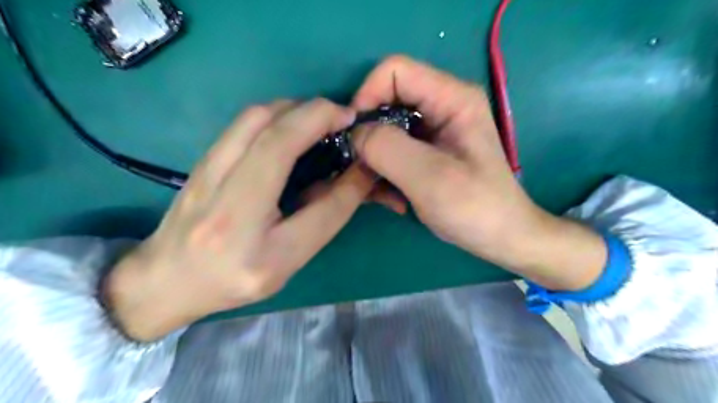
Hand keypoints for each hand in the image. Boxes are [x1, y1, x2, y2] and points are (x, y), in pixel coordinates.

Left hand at [106, 97, 375, 339]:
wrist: (166, 279)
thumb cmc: (233, 279)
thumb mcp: (288, 262)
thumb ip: (324, 219)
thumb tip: (356, 176)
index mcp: (259, 248)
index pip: (320, 205)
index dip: (351, 177)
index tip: (365, 149)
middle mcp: (227, 205)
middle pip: (276, 137)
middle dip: (318, 114)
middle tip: (344, 118)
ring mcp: (206, 174)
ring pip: (256, 117)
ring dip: (297, 108)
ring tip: (321, 119)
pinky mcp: (202, 159)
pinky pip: (243, 122)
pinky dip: (277, 113)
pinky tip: (291, 125)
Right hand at [353, 55, 603, 288]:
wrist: (500, 237)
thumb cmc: (474, 207)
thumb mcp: (429, 177)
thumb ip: (387, 148)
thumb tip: (355, 134)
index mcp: (451, 98)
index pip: (394, 71)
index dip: (366, 96)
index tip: (353, 136)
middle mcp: (442, 106)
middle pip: (386, 102)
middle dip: (368, 136)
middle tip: (362, 171)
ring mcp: (433, 131)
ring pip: (385, 131)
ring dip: (375, 162)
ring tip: (380, 194)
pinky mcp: (427, 152)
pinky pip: (393, 151)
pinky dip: (385, 174)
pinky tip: (393, 200)